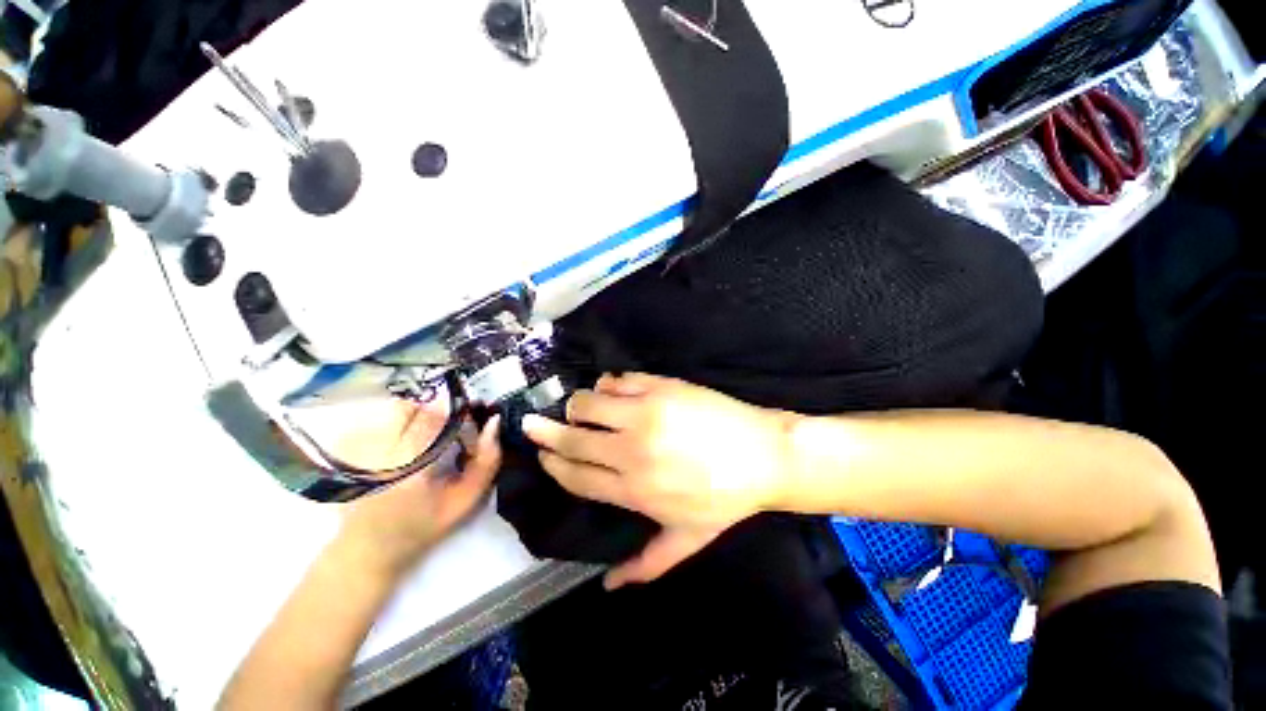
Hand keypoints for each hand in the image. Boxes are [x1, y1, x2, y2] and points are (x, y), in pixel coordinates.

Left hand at [337, 416, 501, 580]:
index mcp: (412, 468)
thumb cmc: (423, 526)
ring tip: (427, 431)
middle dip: (436, 412)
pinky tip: (403, 436)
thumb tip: (495, 422)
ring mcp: (358, 449)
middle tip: (447, 428)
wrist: (368, 550)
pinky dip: (396, 419)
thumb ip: (487, 462)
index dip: (457, 415)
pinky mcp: (347, 448)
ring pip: (393, 409)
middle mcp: (380, 453)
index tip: (467, 426)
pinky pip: (375, 417)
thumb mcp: (466, 500)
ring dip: (417, 413)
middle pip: (412, 407)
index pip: (435, 418)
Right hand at [522, 374, 791, 588]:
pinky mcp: (660, 387)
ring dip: (577, 405)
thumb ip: (645, 565)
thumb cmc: (725, 498)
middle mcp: (631, 450)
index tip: (542, 452)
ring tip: (582, 408)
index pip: (575, 475)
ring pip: (587, 402)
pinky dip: (608, 385)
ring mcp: (645, 413)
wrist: (764, 454)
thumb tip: (608, 585)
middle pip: (572, 438)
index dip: (552, 462)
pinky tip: (613, 392)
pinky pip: (617, 380)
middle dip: (545, 430)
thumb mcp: (687, 539)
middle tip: (533, 423)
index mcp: (633, 490)